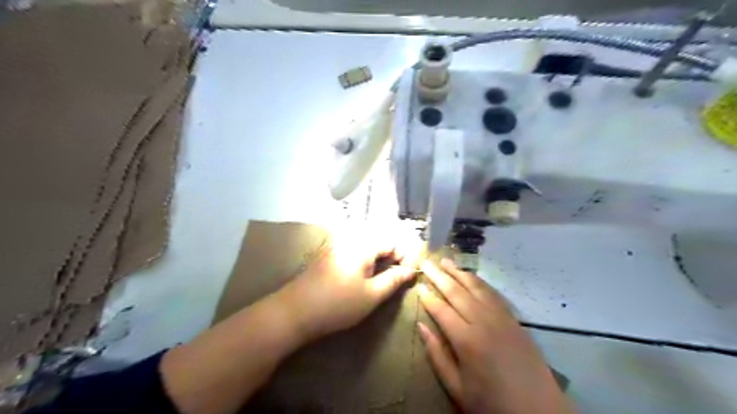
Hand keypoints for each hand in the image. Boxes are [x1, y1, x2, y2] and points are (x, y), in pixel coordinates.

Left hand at [277, 229, 412, 338]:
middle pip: (380, 242)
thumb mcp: (371, 295)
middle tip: (395, 280)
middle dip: (391, 259)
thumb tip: (411, 270)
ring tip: (380, 281)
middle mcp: (351, 238)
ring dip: (378, 261)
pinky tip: (361, 279)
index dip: (404, 258)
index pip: (393, 243)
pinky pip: (354, 251)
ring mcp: (337, 245)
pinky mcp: (329, 254)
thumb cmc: (338, 303)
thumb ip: (393, 280)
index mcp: (364, 244)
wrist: (295, 311)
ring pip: (367, 247)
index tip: (408, 277)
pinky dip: (364, 262)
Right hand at [417, 261, 572, 411]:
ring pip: (476, 288)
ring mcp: (501, 318)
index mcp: (466, 340)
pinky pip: (493, 294)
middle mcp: (483, 322)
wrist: (539, 410)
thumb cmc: (491, 402)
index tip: (418, 285)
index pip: (441, 310)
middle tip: (427, 262)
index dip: (428, 297)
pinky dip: (479, 282)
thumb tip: (421, 326)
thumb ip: (437, 355)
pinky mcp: (513, 319)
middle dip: (439, 276)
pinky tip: (471, 276)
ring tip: (446, 261)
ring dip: (459, 273)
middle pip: (457, 292)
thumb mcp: (457, 388)